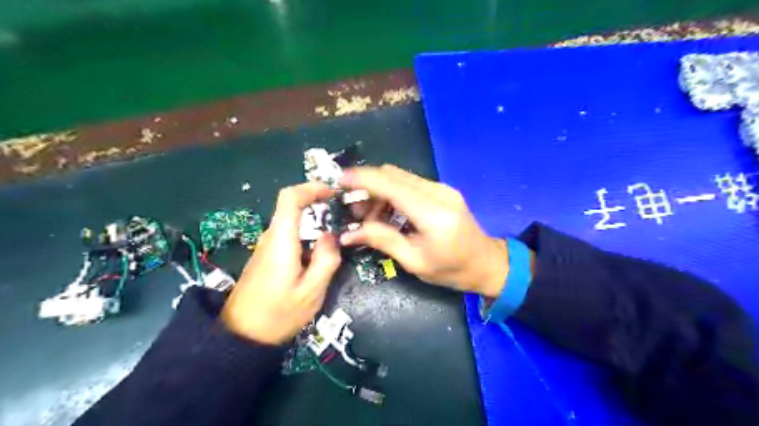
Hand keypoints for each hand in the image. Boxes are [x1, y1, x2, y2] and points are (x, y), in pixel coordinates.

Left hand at [223, 181, 340, 343]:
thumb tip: (330, 235)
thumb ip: (326, 260)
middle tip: (342, 213)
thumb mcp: (311, 292)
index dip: (311, 188)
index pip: (290, 198)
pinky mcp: (266, 256)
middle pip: (291, 206)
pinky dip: (306, 234)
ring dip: (313, 220)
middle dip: (317, 203)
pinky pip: (288, 235)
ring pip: (291, 221)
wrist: (241, 336)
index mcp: (281, 241)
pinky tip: (319, 251)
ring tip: (336, 234)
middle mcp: (270, 237)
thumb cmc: (277, 314)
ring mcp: (266, 246)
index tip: (333, 192)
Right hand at [340, 165, 508, 296]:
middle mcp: (438, 192)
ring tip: (368, 217)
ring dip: (378, 192)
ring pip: (400, 177)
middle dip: (366, 187)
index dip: (362, 179)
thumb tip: (348, 233)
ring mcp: (442, 188)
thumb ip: (382, 240)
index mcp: (432, 212)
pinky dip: (391, 194)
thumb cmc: (451, 270)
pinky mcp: (442, 191)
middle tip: (352, 210)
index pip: (391, 185)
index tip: (338, 180)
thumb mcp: (414, 261)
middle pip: (393, 175)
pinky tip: (386, 213)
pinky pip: (409, 184)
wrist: (486, 264)